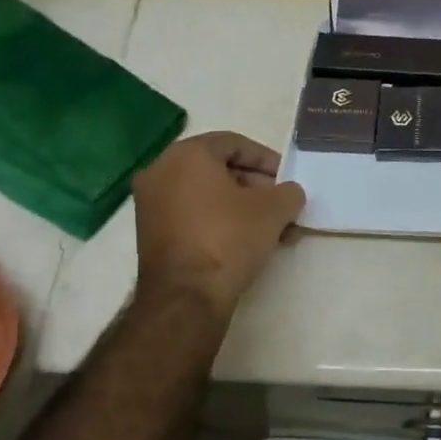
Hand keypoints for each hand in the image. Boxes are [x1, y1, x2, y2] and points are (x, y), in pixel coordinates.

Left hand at [131, 132, 306, 312]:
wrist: (186, 296)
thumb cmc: (229, 238)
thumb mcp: (274, 210)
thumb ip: (289, 192)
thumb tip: (289, 193)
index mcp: (187, 154)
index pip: (234, 143)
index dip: (267, 159)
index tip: (287, 178)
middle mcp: (161, 171)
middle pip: (219, 168)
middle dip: (256, 186)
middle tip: (281, 204)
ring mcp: (151, 203)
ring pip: (207, 194)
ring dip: (242, 206)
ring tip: (273, 229)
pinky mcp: (151, 232)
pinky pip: (193, 214)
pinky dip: (220, 220)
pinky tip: (248, 242)